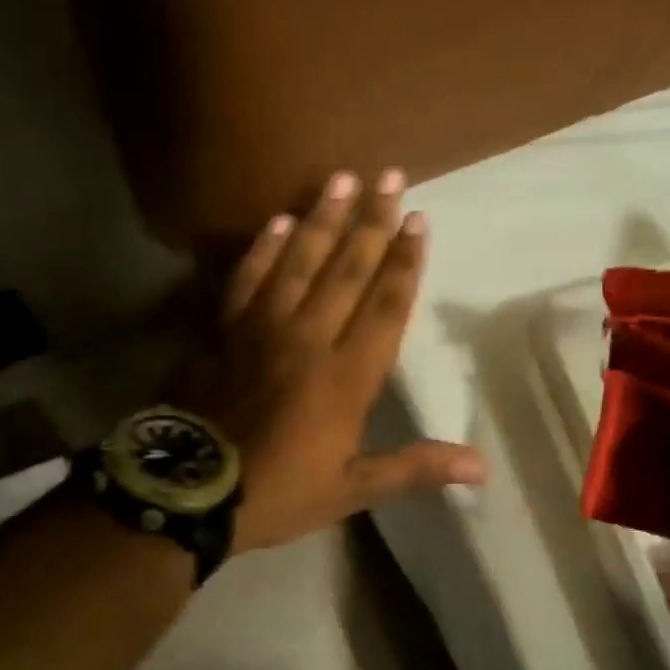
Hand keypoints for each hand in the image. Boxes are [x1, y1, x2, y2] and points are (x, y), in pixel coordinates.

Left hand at [173, 169, 485, 553]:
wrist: (188, 490)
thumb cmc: (277, 492)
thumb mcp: (351, 489)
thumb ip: (414, 468)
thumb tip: (482, 468)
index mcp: (346, 377)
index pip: (385, 306)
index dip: (405, 262)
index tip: (419, 220)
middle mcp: (308, 338)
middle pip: (347, 269)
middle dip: (372, 222)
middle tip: (391, 177)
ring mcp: (260, 328)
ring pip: (299, 262)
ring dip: (322, 218)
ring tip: (342, 179)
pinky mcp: (222, 329)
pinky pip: (247, 278)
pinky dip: (264, 248)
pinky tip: (279, 221)